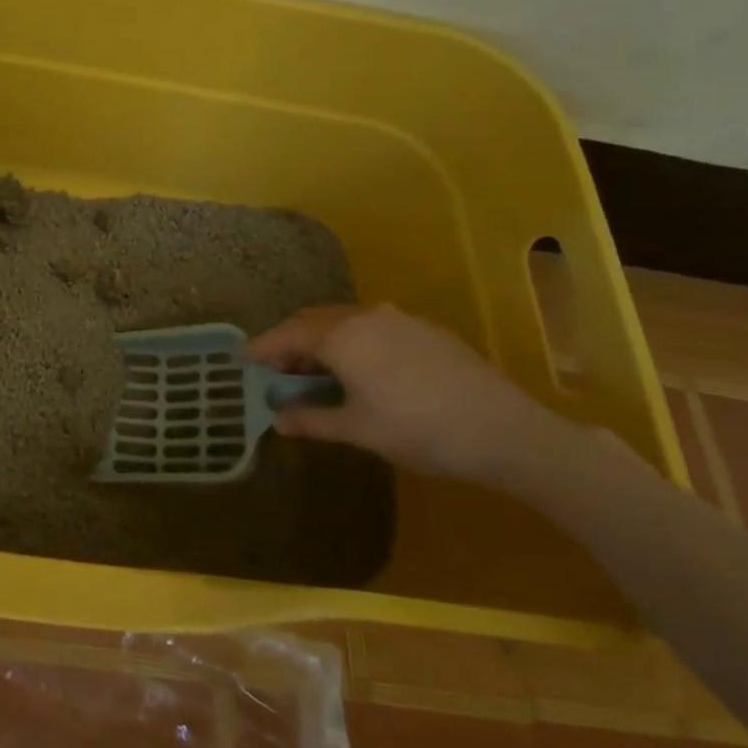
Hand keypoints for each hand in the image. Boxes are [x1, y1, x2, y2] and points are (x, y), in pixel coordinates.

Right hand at [246, 304, 560, 485]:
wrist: (506, 431)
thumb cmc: (419, 431)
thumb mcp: (358, 430)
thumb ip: (313, 420)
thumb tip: (278, 420)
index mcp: (342, 337)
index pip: (288, 334)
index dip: (262, 346)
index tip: (242, 358)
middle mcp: (366, 317)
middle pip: (314, 320)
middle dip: (290, 341)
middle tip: (277, 368)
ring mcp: (399, 319)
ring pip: (345, 321)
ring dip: (322, 340)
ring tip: (316, 370)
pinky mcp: (426, 329)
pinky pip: (373, 326)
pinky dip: (352, 340)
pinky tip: (361, 368)